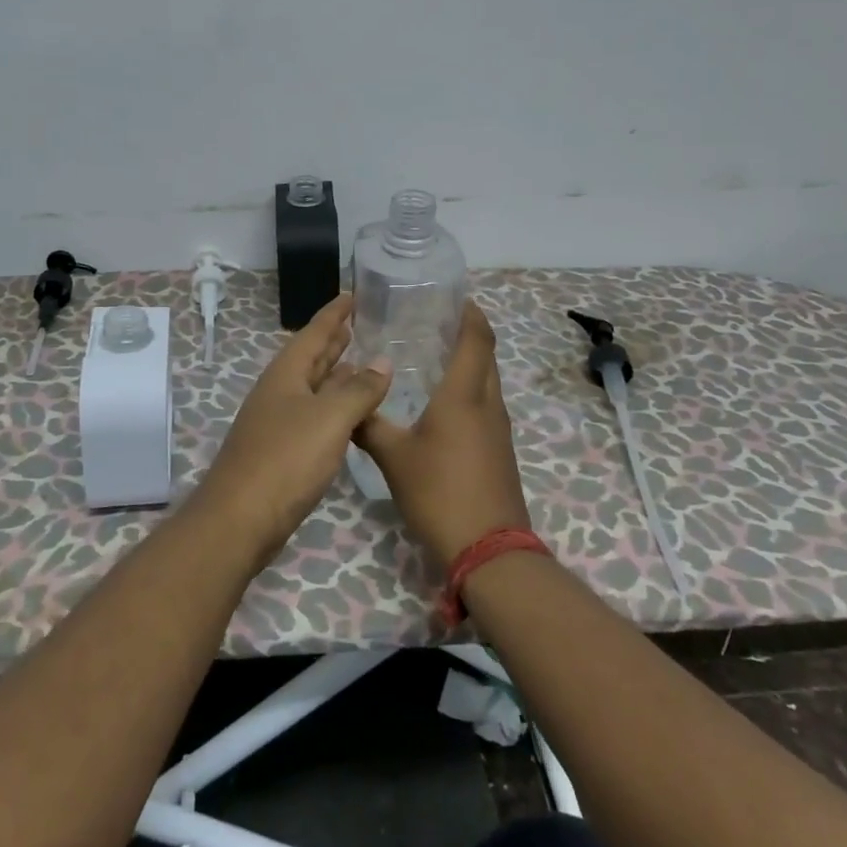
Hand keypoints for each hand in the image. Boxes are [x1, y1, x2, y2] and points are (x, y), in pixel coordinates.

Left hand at [191, 294, 392, 565]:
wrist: (241, 518)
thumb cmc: (286, 459)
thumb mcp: (330, 418)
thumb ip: (359, 389)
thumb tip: (382, 361)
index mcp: (286, 375)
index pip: (313, 333)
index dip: (334, 314)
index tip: (351, 295)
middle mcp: (279, 392)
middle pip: (310, 359)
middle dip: (333, 342)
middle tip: (357, 325)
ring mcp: (277, 423)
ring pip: (312, 389)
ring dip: (335, 375)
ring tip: (361, 364)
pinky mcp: (281, 452)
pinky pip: (313, 416)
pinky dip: (333, 407)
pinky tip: (349, 416)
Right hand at [354, 301, 531, 569]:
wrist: (489, 549)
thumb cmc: (440, 492)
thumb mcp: (394, 458)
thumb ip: (369, 426)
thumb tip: (347, 405)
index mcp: (465, 395)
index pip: (477, 339)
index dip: (470, 314)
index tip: (455, 297)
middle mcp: (488, 404)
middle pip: (486, 356)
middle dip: (468, 334)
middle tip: (435, 323)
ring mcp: (498, 429)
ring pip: (487, 381)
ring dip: (469, 363)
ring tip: (434, 356)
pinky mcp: (499, 450)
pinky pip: (486, 405)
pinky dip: (469, 390)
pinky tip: (442, 404)